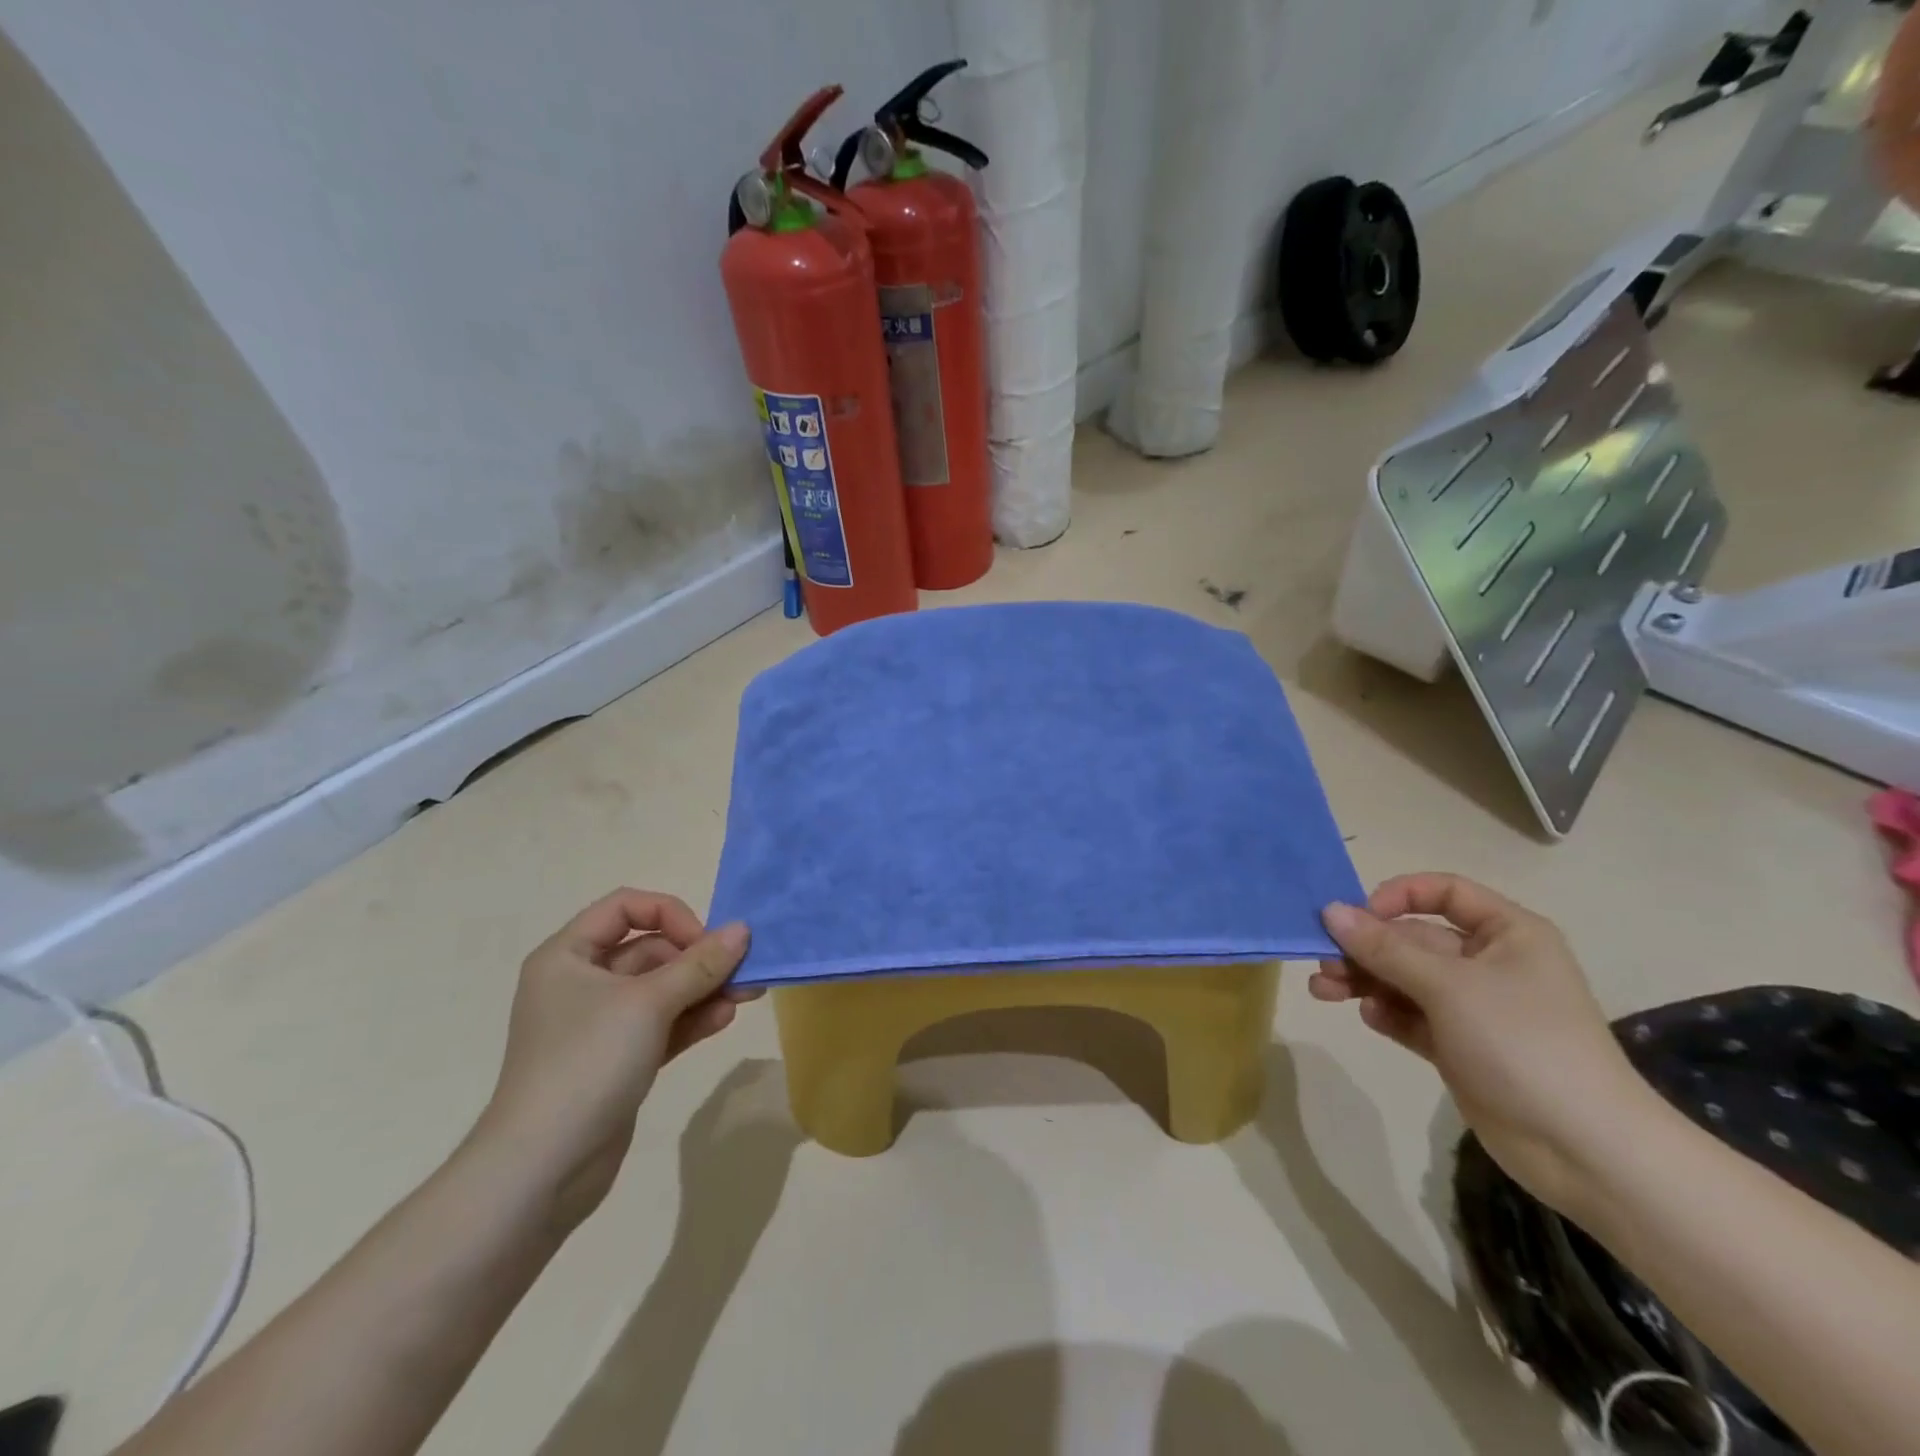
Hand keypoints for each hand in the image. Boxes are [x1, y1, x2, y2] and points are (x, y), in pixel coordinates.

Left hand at [474, 890, 755, 1230]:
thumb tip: (743, 929)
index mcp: (569, 956)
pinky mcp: (617, 1060)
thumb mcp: (649, 1003)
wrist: (542, 1169)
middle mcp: (581, 983)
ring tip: (747, 995)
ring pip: (661, 990)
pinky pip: (661, 1025)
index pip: (626, 908)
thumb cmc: (587, 1063)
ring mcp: (599, 1025)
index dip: (670, 914)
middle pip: (649, 949)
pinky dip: (692, 1018)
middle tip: (743, 970)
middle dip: (698, 958)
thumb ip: (700, 964)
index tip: (704, 942)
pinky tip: (725, 1018)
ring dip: (703, 989)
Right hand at [1310, 873, 1658, 1218]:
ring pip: (1404, 978)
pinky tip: (1369, 1017)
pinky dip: (1386, 1012)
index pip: (1443, 892)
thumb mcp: (1448, 986)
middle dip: (1365, 948)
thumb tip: (1330, 910)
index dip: (1397, 896)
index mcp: (1506, 934)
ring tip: (1323, 991)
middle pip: (1412, 938)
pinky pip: (1411, 1015)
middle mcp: (1489, 963)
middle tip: (1321, 961)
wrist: (1584, 1150)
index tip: (1357, 917)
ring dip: (1363, 979)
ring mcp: (1473, 1007)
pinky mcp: (1459, 1046)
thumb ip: (1384, 948)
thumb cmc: (1523, 1044)